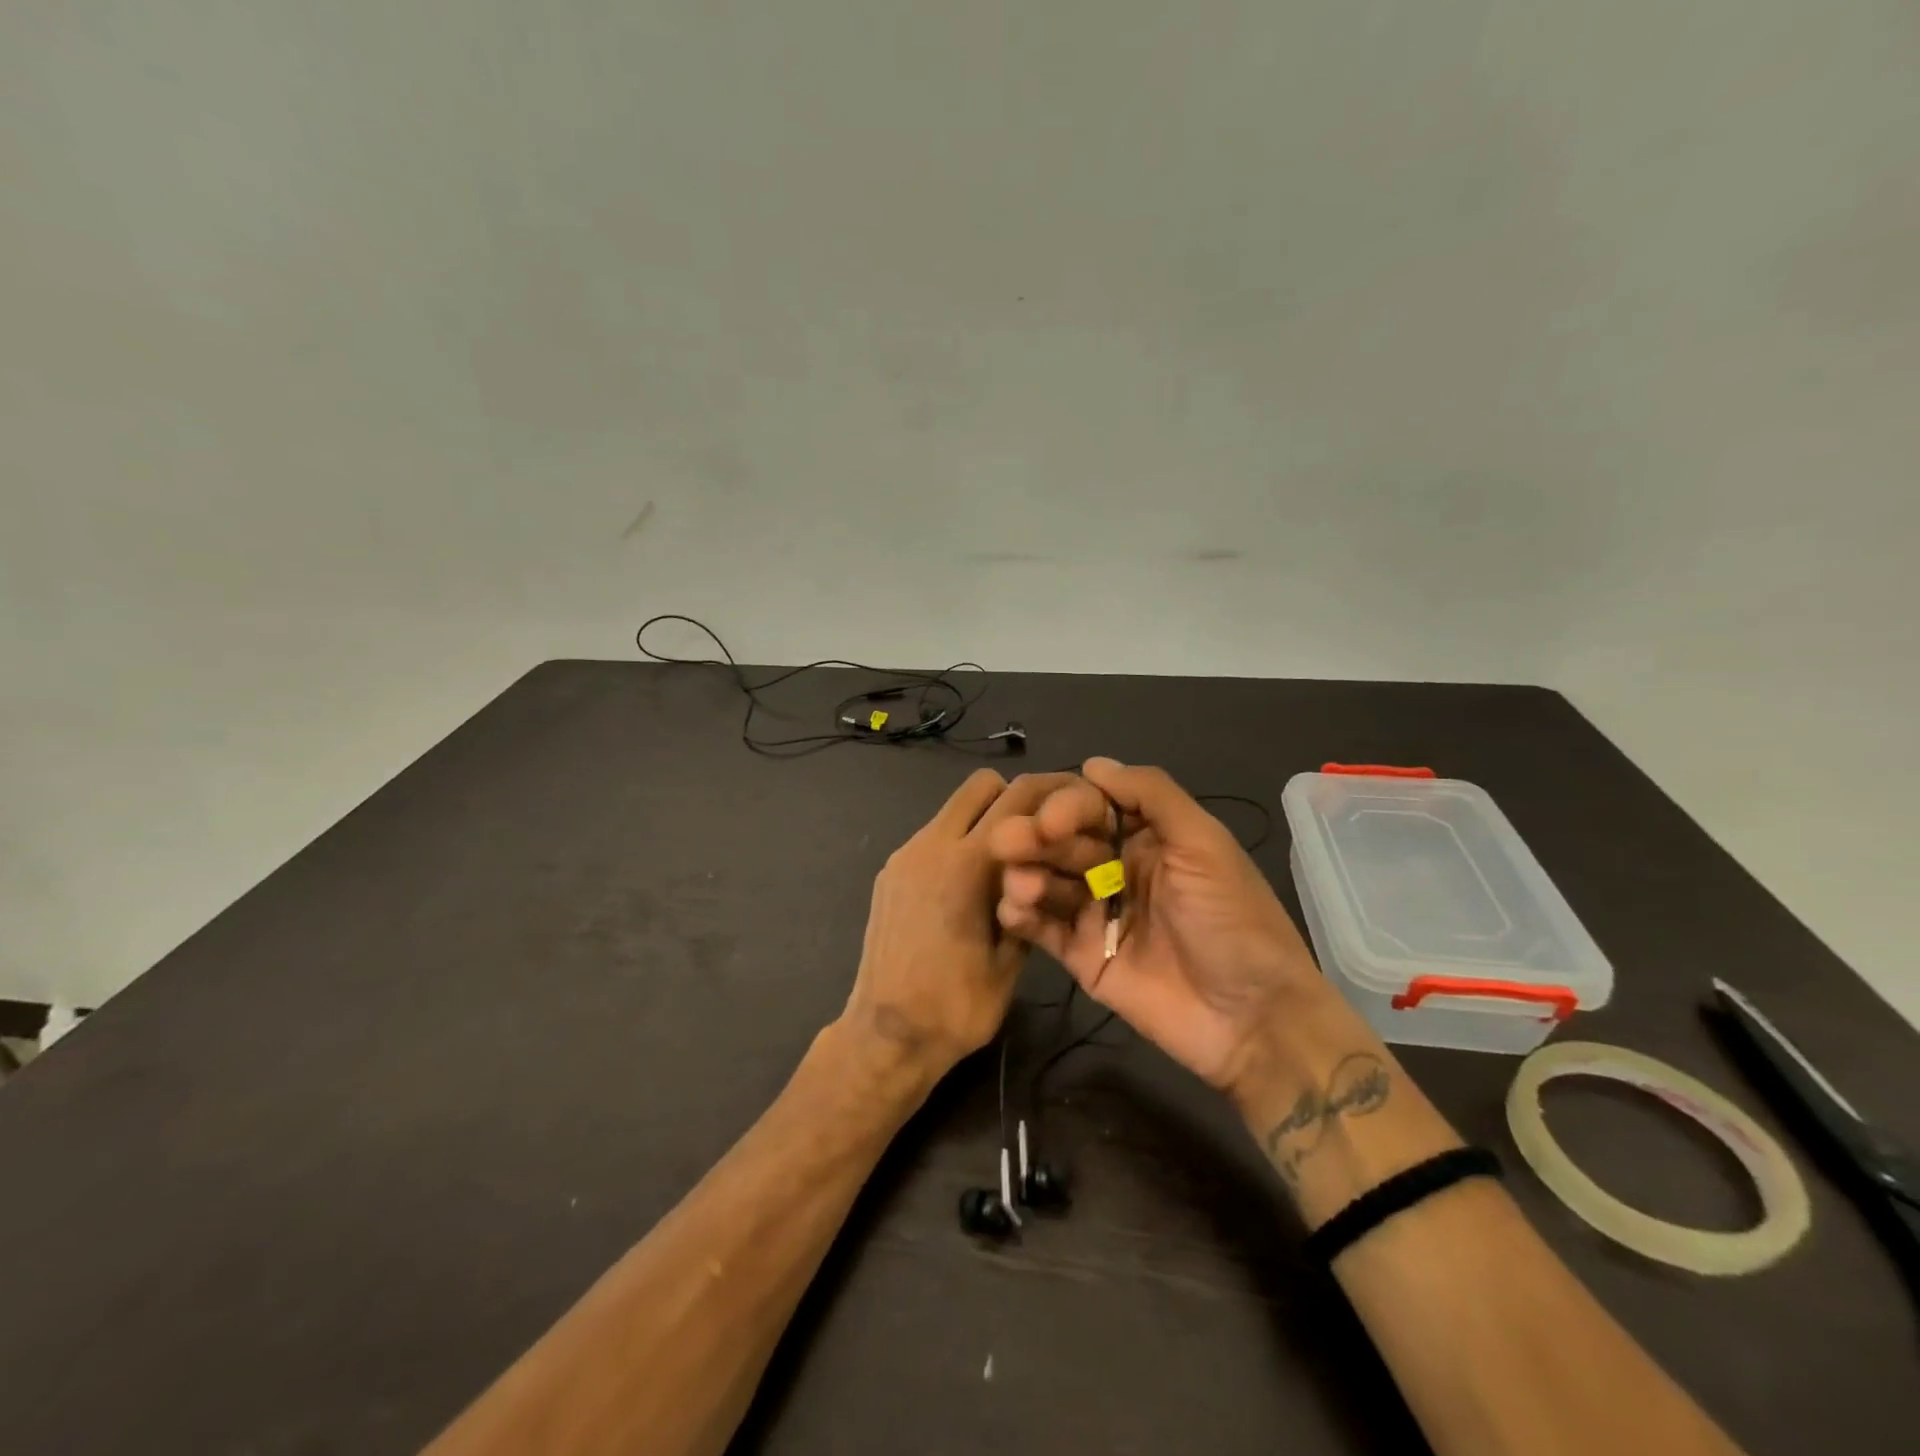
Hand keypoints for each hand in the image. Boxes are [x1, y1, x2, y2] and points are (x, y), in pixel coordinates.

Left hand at [840, 769, 1079, 1082]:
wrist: (886, 1035)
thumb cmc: (956, 1006)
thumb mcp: (1011, 959)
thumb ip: (1028, 903)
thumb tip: (1041, 870)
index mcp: (966, 864)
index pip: (1017, 798)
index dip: (1053, 791)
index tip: (1076, 801)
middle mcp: (930, 846)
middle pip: (980, 785)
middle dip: (1014, 797)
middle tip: (1038, 834)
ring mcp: (905, 857)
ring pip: (953, 808)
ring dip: (984, 819)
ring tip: (1007, 863)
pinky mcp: (890, 873)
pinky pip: (933, 836)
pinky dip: (958, 842)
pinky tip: (969, 886)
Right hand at [988, 758, 1328, 1094]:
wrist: (1253, 1019)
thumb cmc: (1233, 920)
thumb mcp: (1205, 845)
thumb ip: (1152, 796)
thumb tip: (1093, 763)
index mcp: (1146, 836)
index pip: (1091, 805)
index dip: (1065, 806)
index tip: (1050, 821)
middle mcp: (1116, 867)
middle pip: (1062, 841)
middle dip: (1034, 838)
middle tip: (1006, 843)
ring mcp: (1097, 913)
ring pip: (1046, 880)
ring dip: (1025, 875)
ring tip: (1020, 887)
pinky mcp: (1082, 956)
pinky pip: (1042, 928)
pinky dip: (1021, 915)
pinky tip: (1013, 911)